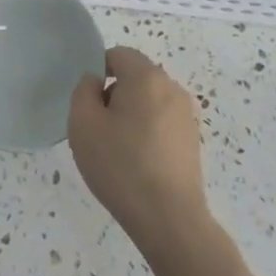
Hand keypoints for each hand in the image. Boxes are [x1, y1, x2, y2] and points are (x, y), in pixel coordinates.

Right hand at [69, 47, 211, 263]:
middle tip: (98, 127)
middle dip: (114, 94)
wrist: (170, 221)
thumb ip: (83, 90)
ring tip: (117, 149)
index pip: (118, 54)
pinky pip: (161, 122)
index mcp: (146, 77)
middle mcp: (171, 88)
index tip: (89, 103)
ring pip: (148, 101)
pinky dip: (147, 132)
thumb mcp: (83, 123)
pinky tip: (137, 163)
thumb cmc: (121, 165)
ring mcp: (186, 116)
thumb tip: (96, 83)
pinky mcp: (192, 141)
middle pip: (135, 77)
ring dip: (131, 114)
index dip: (98, 71)